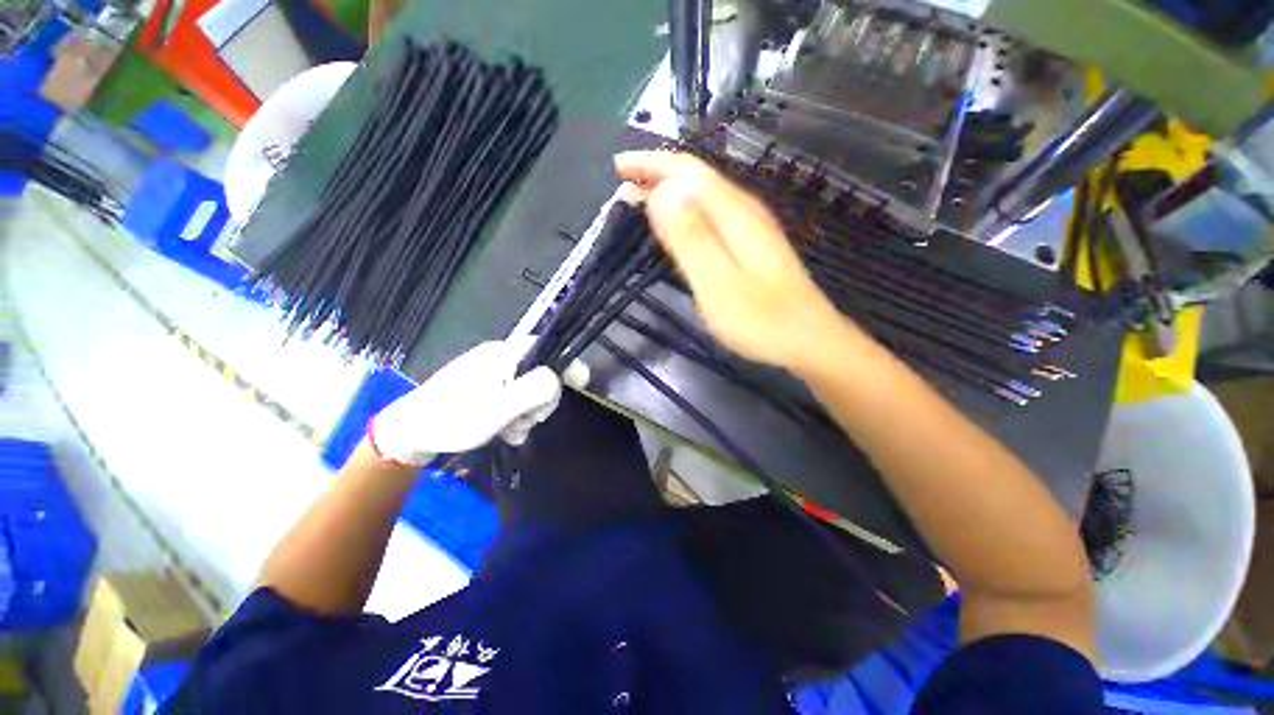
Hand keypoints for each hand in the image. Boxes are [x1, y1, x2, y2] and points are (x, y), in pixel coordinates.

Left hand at [368, 337, 589, 466]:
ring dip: (527, 413)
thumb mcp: (499, 408)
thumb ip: (535, 390)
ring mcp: (494, 374)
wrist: (410, 433)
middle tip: (527, 420)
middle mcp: (503, 358)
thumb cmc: (454, 418)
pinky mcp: (487, 388)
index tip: (577, 386)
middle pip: (543, 373)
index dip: (567, 365)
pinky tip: (504, 432)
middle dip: (542, 400)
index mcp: (506, 353)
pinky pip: (515, 399)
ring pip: (530, 390)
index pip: (550, 348)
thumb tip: (561, 377)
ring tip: (510, 431)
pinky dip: (515, 416)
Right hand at [615, 151, 848, 370]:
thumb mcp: (717, 282)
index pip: (687, 171)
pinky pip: (711, 218)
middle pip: (696, 180)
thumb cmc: (760, 319)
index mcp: (734, 213)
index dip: (651, 164)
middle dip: (657, 176)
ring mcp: (750, 229)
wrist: (809, 340)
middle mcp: (744, 212)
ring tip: (640, 202)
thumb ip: (690, 238)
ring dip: (669, 195)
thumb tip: (663, 192)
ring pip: (703, 199)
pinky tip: (676, 227)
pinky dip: (685, 215)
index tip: (618, 167)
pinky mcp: (751, 247)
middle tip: (621, 188)